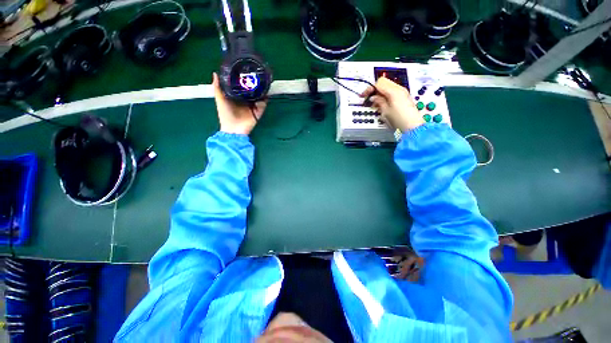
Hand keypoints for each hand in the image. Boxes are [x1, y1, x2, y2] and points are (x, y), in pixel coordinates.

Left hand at [212, 72, 266, 134]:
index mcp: (237, 97)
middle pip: (252, 91)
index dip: (244, 80)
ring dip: (261, 91)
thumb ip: (218, 88)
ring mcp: (253, 107)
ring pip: (259, 97)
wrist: (233, 129)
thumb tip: (215, 73)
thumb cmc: (225, 114)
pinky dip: (264, 100)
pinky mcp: (258, 112)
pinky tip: (265, 94)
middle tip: (256, 75)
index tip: (246, 70)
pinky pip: (263, 105)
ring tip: (262, 82)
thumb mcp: (220, 100)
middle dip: (254, 84)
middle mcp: (246, 101)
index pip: (242, 87)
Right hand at [361, 76, 423, 131]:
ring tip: (375, 104)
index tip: (364, 96)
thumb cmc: (399, 120)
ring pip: (388, 87)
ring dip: (380, 93)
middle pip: (384, 82)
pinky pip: (392, 92)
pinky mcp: (404, 98)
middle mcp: (399, 89)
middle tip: (369, 99)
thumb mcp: (385, 112)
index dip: (370, 89)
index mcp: (394, 91)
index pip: (379, 83)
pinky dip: (385, 96)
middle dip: (375, 90)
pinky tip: (382, 104)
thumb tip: (374, 97)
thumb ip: (379, 102)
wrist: (412, 127)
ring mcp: (403, 93)